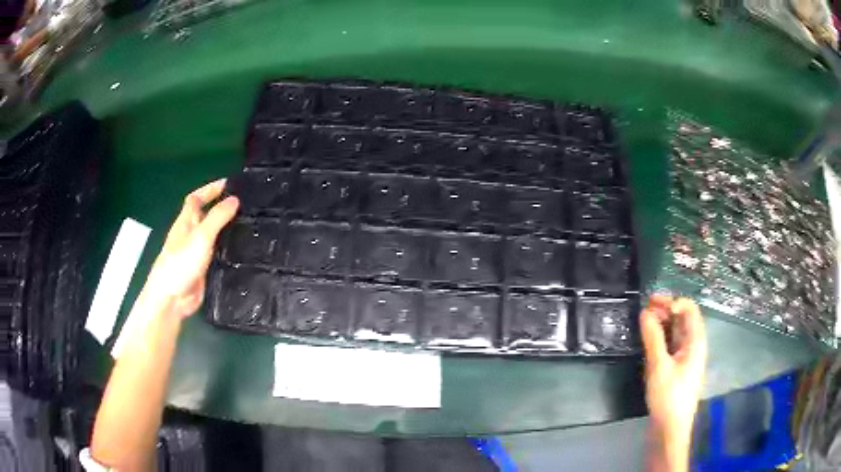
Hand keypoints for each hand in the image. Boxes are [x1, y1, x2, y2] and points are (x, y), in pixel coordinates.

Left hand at [142, 179, 238, 317]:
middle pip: (206, 215)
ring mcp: (197, 253)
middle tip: (245, 205)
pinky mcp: (203, 270)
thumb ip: (218, 217)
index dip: (210, 189)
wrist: (172, 298)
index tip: (229, 184)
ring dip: (227, 229)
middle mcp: (191, 234)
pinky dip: (228, 250)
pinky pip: (218, 254)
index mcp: (186, 221)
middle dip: (222, 207)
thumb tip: (235, 199)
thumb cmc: (181, 263)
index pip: (196, 198)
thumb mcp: (201, 235)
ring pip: (213, 236)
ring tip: (249, 225)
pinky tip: (242, 252)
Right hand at [641, 295, 706, 470]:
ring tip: (643, 323)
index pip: (689, 309)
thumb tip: (645, 312)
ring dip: (662, 324)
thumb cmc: (668, 397)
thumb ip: (653, 338)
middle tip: (644, 309)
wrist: (670, 430)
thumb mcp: (659, 366)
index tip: (652, 304)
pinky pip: (671, 346)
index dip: (673, 302)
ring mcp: (686, 358)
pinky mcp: (677, 369)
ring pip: (676, 332)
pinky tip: (648, 341)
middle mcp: (694, 346)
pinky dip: (661, 339)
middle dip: (665, 310)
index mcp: (696, 341)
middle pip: (683, 319)